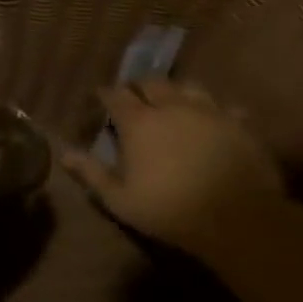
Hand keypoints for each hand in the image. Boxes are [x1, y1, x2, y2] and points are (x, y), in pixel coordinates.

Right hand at [62, 79, 285, 252]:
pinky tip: (216, 121)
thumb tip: (64, 154)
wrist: (237, 218)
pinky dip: (216, 111)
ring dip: (176, 92)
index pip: (115, 95)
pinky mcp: (238, 124)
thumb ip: (92, 173)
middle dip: (139, 86)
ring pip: (188, 87)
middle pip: (152, 83)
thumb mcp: (121, 200)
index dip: (106, 95)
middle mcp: (171, 107)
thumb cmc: (170, 210)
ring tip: (173, 102)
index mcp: (138, 122)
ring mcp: (208, 111)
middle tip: (135, 97)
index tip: (101, 99)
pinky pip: (225, 108)